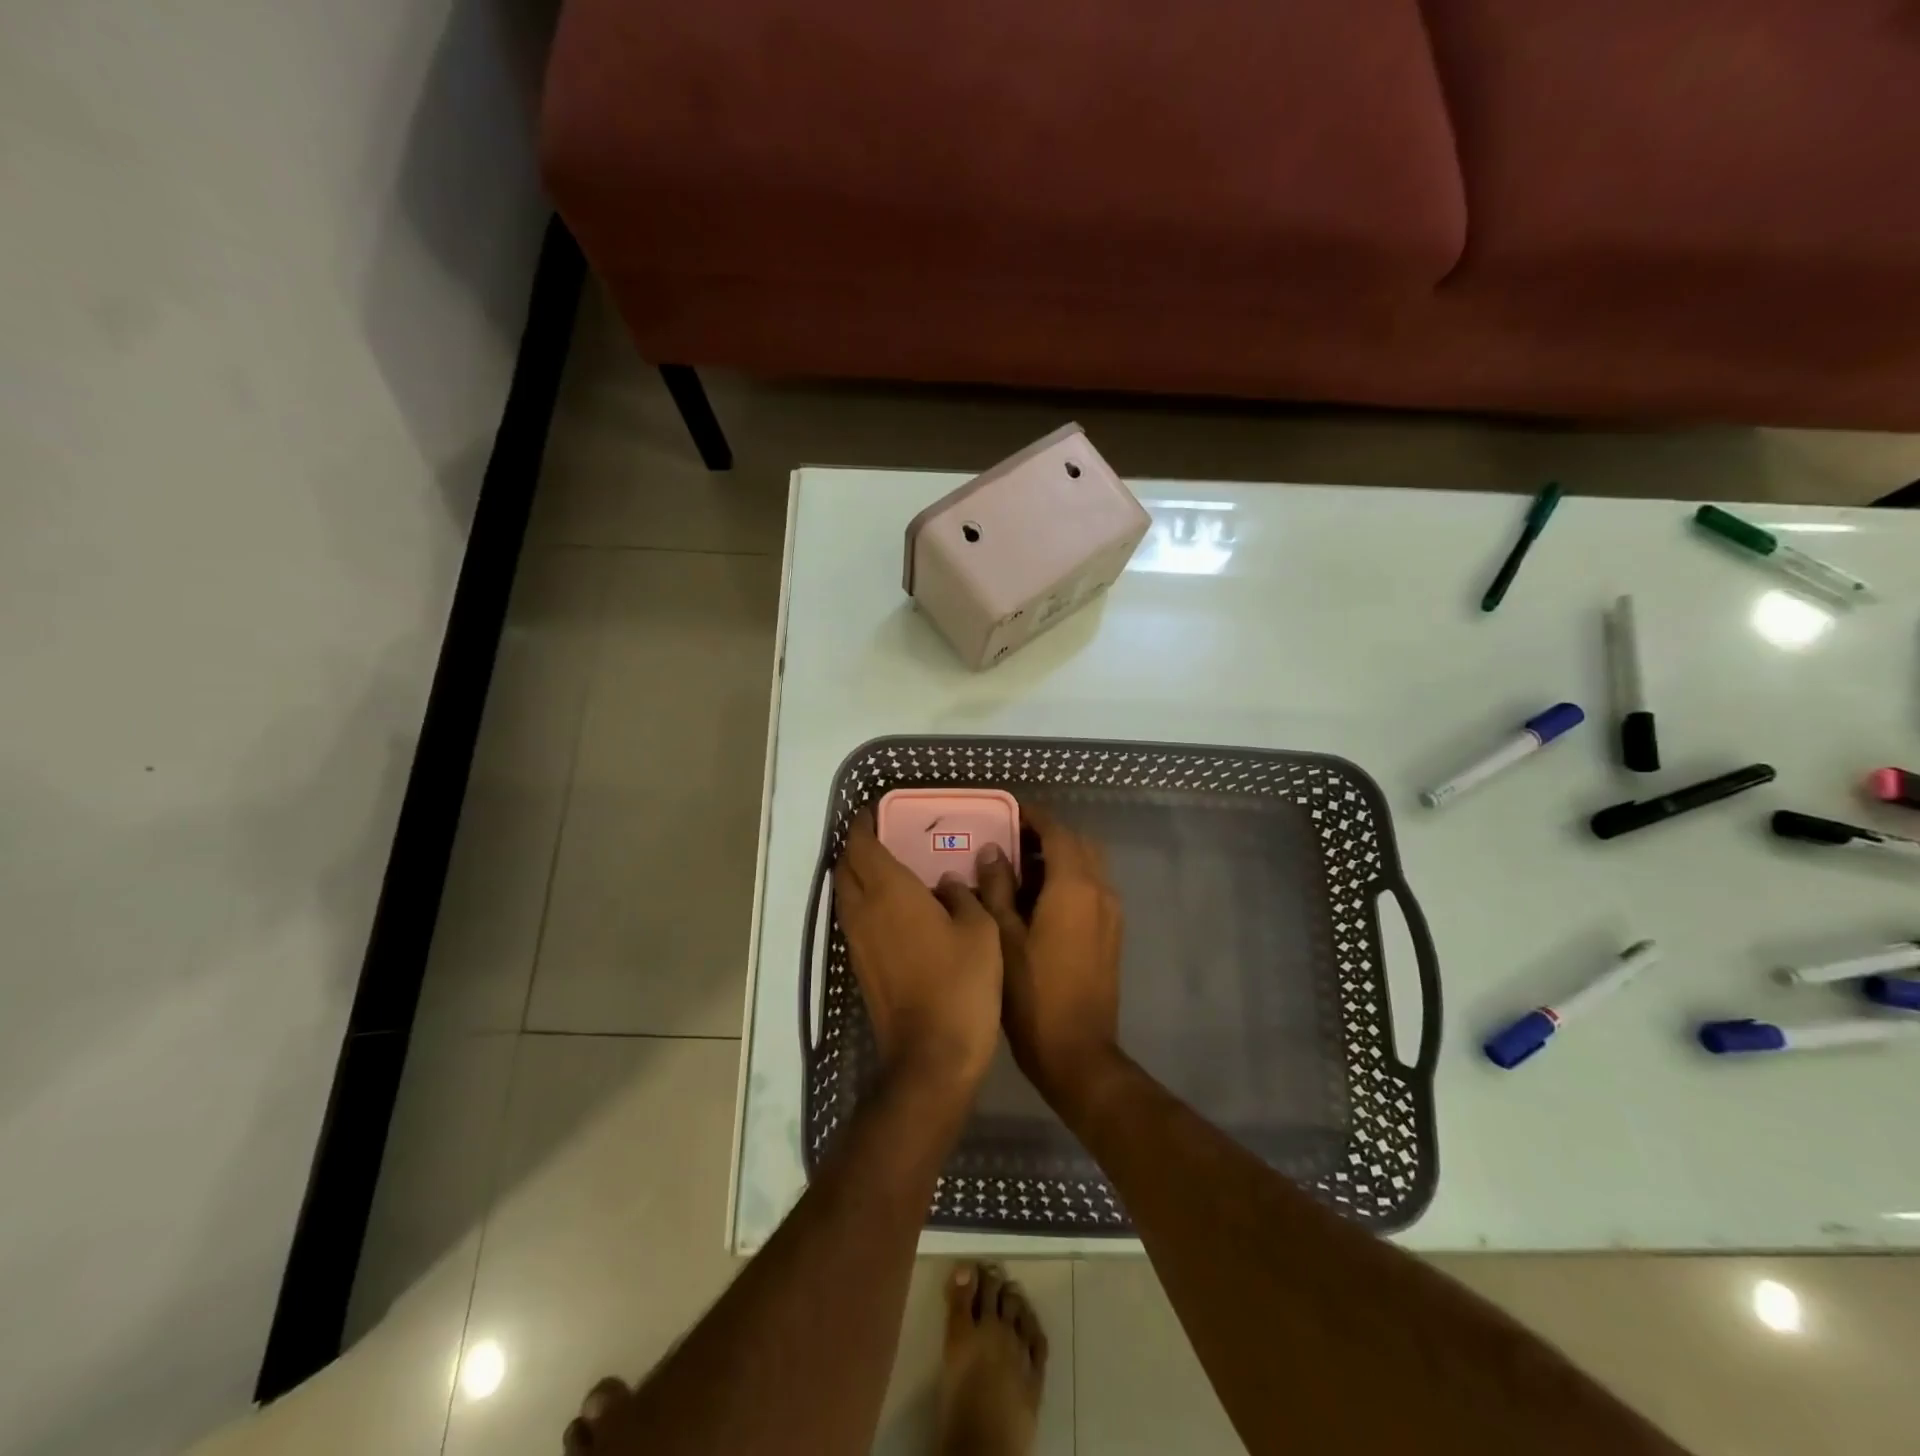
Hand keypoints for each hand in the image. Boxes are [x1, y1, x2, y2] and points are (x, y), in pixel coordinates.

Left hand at [833, 809, 1002, 1102]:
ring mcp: (857, 941)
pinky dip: (864, 902)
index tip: (873, 812)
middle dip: (856, 847)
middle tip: (882, 836)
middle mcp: (864, 911)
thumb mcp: (981, 930)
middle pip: (845, 867)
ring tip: (887, 867)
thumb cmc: (961, 984)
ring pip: (845, 894)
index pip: (861, 845)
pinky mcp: (860, 966)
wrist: (931, 1055)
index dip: (862, 825)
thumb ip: (964, 896)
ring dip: (856, 875)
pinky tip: (893, 909)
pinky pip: (854, 918)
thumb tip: (947, 882)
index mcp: (890, 891)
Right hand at [977, 806, 1123, 1110]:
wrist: (1077, 1052)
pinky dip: (1070, 879)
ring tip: (1020, 869)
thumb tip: (993, 850)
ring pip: (1089, 866)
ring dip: (1060, 857)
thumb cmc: (1032, 994)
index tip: (1008, 813)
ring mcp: (1111, 913)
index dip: (1034, 817)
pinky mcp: (1111, 933)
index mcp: (1074, 887)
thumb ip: (998, 888)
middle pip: (1079, 844)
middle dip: (1048, 835)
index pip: (1058, 832)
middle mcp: (1100, 891)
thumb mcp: (1003, 937)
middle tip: (1011, 840)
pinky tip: (1039, 899)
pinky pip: (1093, 889)